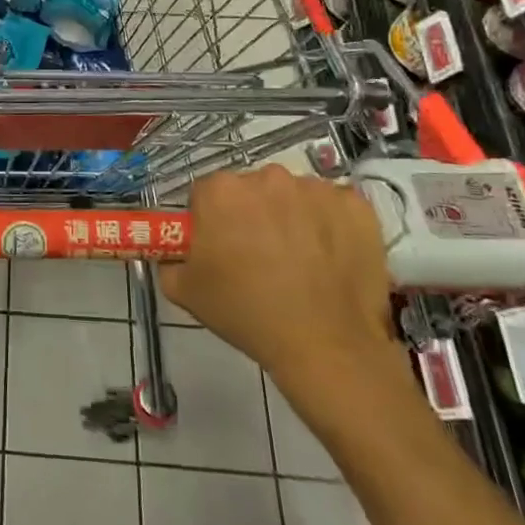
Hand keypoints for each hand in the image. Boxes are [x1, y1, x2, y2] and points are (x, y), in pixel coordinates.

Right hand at [161, 166, 400, 411]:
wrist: (326, 346)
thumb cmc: (247, 314)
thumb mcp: (184, 291)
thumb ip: (169, 260)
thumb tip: (173, 253)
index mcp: (220, 191)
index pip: (207, 194)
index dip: (211, 221)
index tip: (221, 249)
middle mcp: (266, 177)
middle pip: (251, 190)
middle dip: (251, 215)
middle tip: (258, 257)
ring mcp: (315, 189)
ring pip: (293, 196)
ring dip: (291, 217)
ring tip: (299, 262)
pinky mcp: (355, 206)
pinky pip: (333, 207)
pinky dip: (330, 225)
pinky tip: (330, 259)